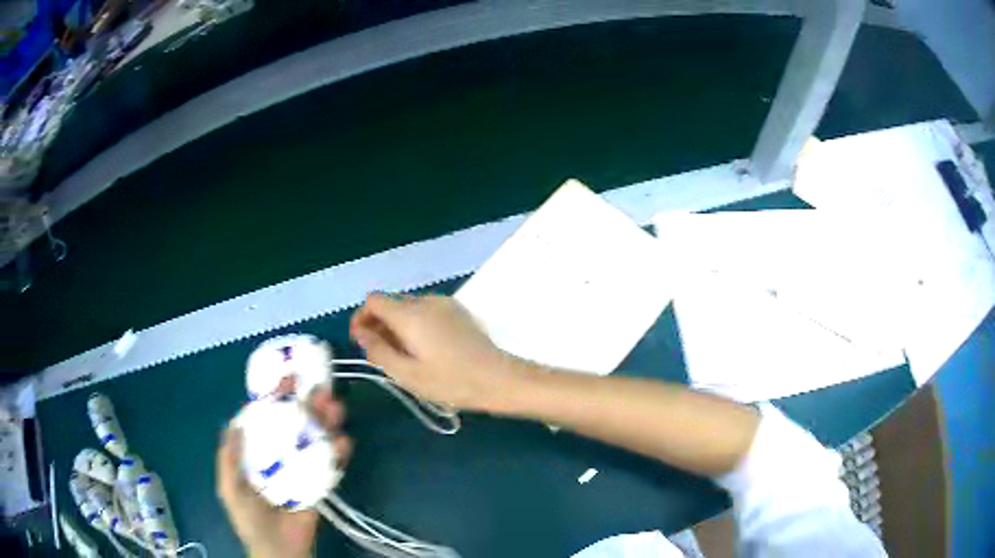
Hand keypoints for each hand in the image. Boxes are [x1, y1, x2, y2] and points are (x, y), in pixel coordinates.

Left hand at [216, 389, 351, 557]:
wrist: (279, 551)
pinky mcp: (320, 484)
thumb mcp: (229, 489)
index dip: (276, 398)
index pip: (267, 419)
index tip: (288, 379)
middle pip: (296, 425)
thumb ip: (229, 459)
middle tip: (320, 390)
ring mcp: (302, 469)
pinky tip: (344, 441)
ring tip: (335, 408)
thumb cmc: (250, 519)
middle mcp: (281, 454)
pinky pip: (331, 465)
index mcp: (258, 452)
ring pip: (316, 440)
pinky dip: (339, 452)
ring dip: (327, 422)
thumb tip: (234, 422)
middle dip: (308, 405)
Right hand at [350, 293, 528, 411]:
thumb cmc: (451, 381)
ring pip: (408, 307)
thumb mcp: (407, 374)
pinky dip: (415, 325)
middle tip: (381, 356)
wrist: (499, 379)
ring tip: (403, 356)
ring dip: (397, 326)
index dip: (362, 318)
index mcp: (410, 314)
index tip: (362, 342)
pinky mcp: (458, 311)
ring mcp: (444, 303)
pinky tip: (424, 350)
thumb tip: (362, 333)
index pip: (373, 300)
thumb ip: (379, 351)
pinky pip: (426, 311)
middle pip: (390, 303)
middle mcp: (425, 301)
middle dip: (379, 324)